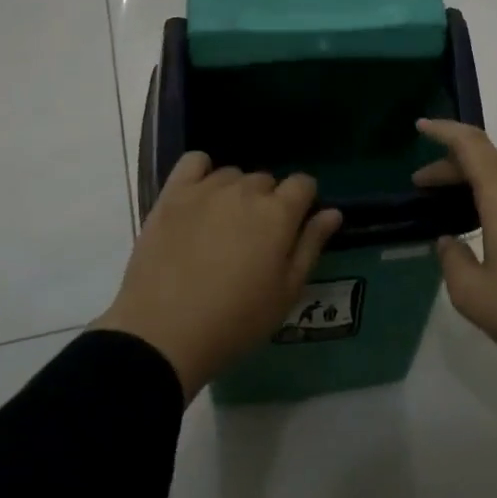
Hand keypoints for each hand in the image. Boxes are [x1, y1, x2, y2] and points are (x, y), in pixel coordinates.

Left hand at [95, 154, 341, 398]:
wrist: (163, 335)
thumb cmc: (236, 321)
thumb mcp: (286, 293)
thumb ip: (311, 246)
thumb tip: (332, 212)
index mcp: (278, 214)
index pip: (304, 183)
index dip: (303, 202)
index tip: (293, 228)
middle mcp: (245, 191)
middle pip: (267, 180)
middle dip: (268, 202)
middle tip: (255, 239)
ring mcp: (206, 190)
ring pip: (232, 175)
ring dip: (236, 193)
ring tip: (224, 226)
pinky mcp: (172, 195)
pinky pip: (193, 163)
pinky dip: (201, 172)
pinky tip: (200, 197)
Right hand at [413, 119, 496, 400]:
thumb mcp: (472, 294)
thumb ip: (452, 260)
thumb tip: (449, 242)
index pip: (472, 146)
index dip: (444, 131)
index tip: (420, 127)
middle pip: (487, 158)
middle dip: (451, 163)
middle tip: (421, 185)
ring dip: (474, 178)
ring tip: (445, 201)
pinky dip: (493, 192)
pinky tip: (480, 219)